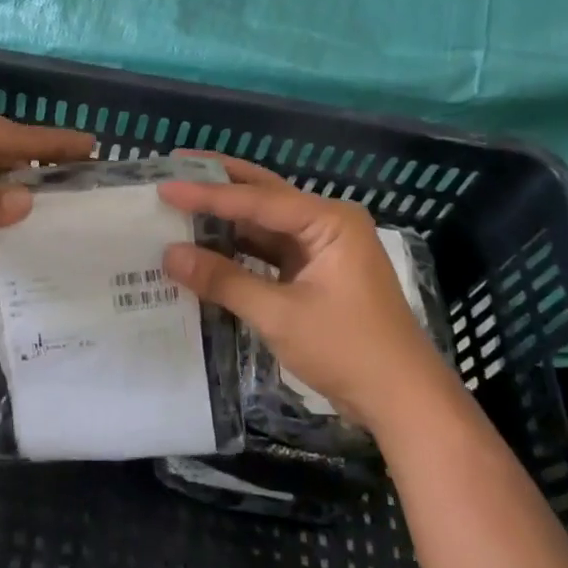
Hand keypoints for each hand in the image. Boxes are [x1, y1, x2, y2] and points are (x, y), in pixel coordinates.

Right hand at [158, 156, 445, 419]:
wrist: (403, 401)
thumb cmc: (348, 350)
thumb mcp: (279, 315)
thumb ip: (223, 280)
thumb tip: (169, 255)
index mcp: (329, 221)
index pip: (257, 200)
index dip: (206, 194)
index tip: (164, 186)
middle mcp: (327, 224)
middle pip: (264, 195)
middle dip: (219, 182)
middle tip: (174, 166)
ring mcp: (323, 249)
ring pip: (265, 223)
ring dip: (226, 217)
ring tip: (181, 202)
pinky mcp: (316, 273)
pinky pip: (269, 250)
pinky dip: (238, 248)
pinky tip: (207, 245)